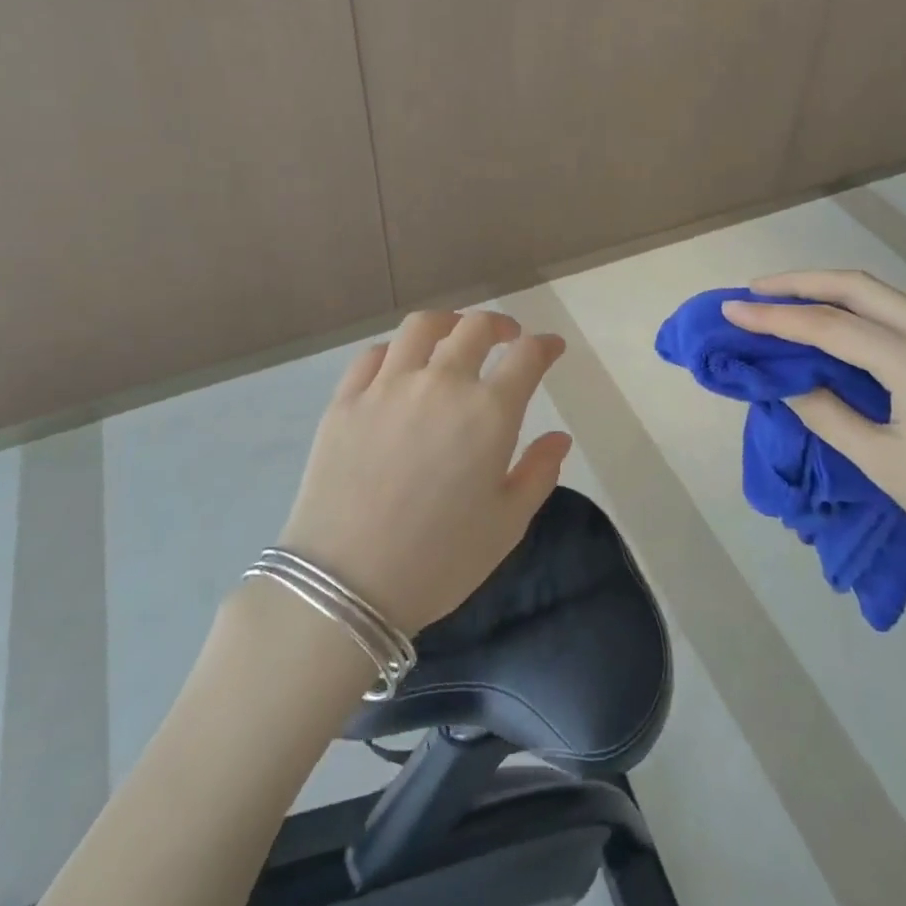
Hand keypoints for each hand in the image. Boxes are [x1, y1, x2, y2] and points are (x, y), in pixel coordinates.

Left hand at [276, 310, 570, 634]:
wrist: (346, 583)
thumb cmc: (439, 560)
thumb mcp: (506, 525)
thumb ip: (538, 473)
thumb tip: (559, 438)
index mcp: (488, 411)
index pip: (527, 356)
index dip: (545, 346)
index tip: (551, 348)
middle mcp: (440, 383)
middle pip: (475, 327)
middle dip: (500, 325)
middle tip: (507, 337)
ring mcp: (388, 386)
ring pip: (421, 327)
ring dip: (448, 323)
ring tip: (454, 335)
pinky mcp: (346, 399)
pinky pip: (374, 355)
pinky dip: (396, 351)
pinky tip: (401, 365)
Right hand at [722, 271, 905, 595]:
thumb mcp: (883, 465)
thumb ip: (826, 413)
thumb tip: (784, 380)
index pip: (831, 327)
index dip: (775, 318)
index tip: (731, 312)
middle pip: (858, 287)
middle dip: (800, 283)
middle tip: (753, 293)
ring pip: (880, 295)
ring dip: (828, 292)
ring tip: (781, 302)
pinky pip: (898, 315)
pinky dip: (856, 311)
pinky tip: (832, 324)